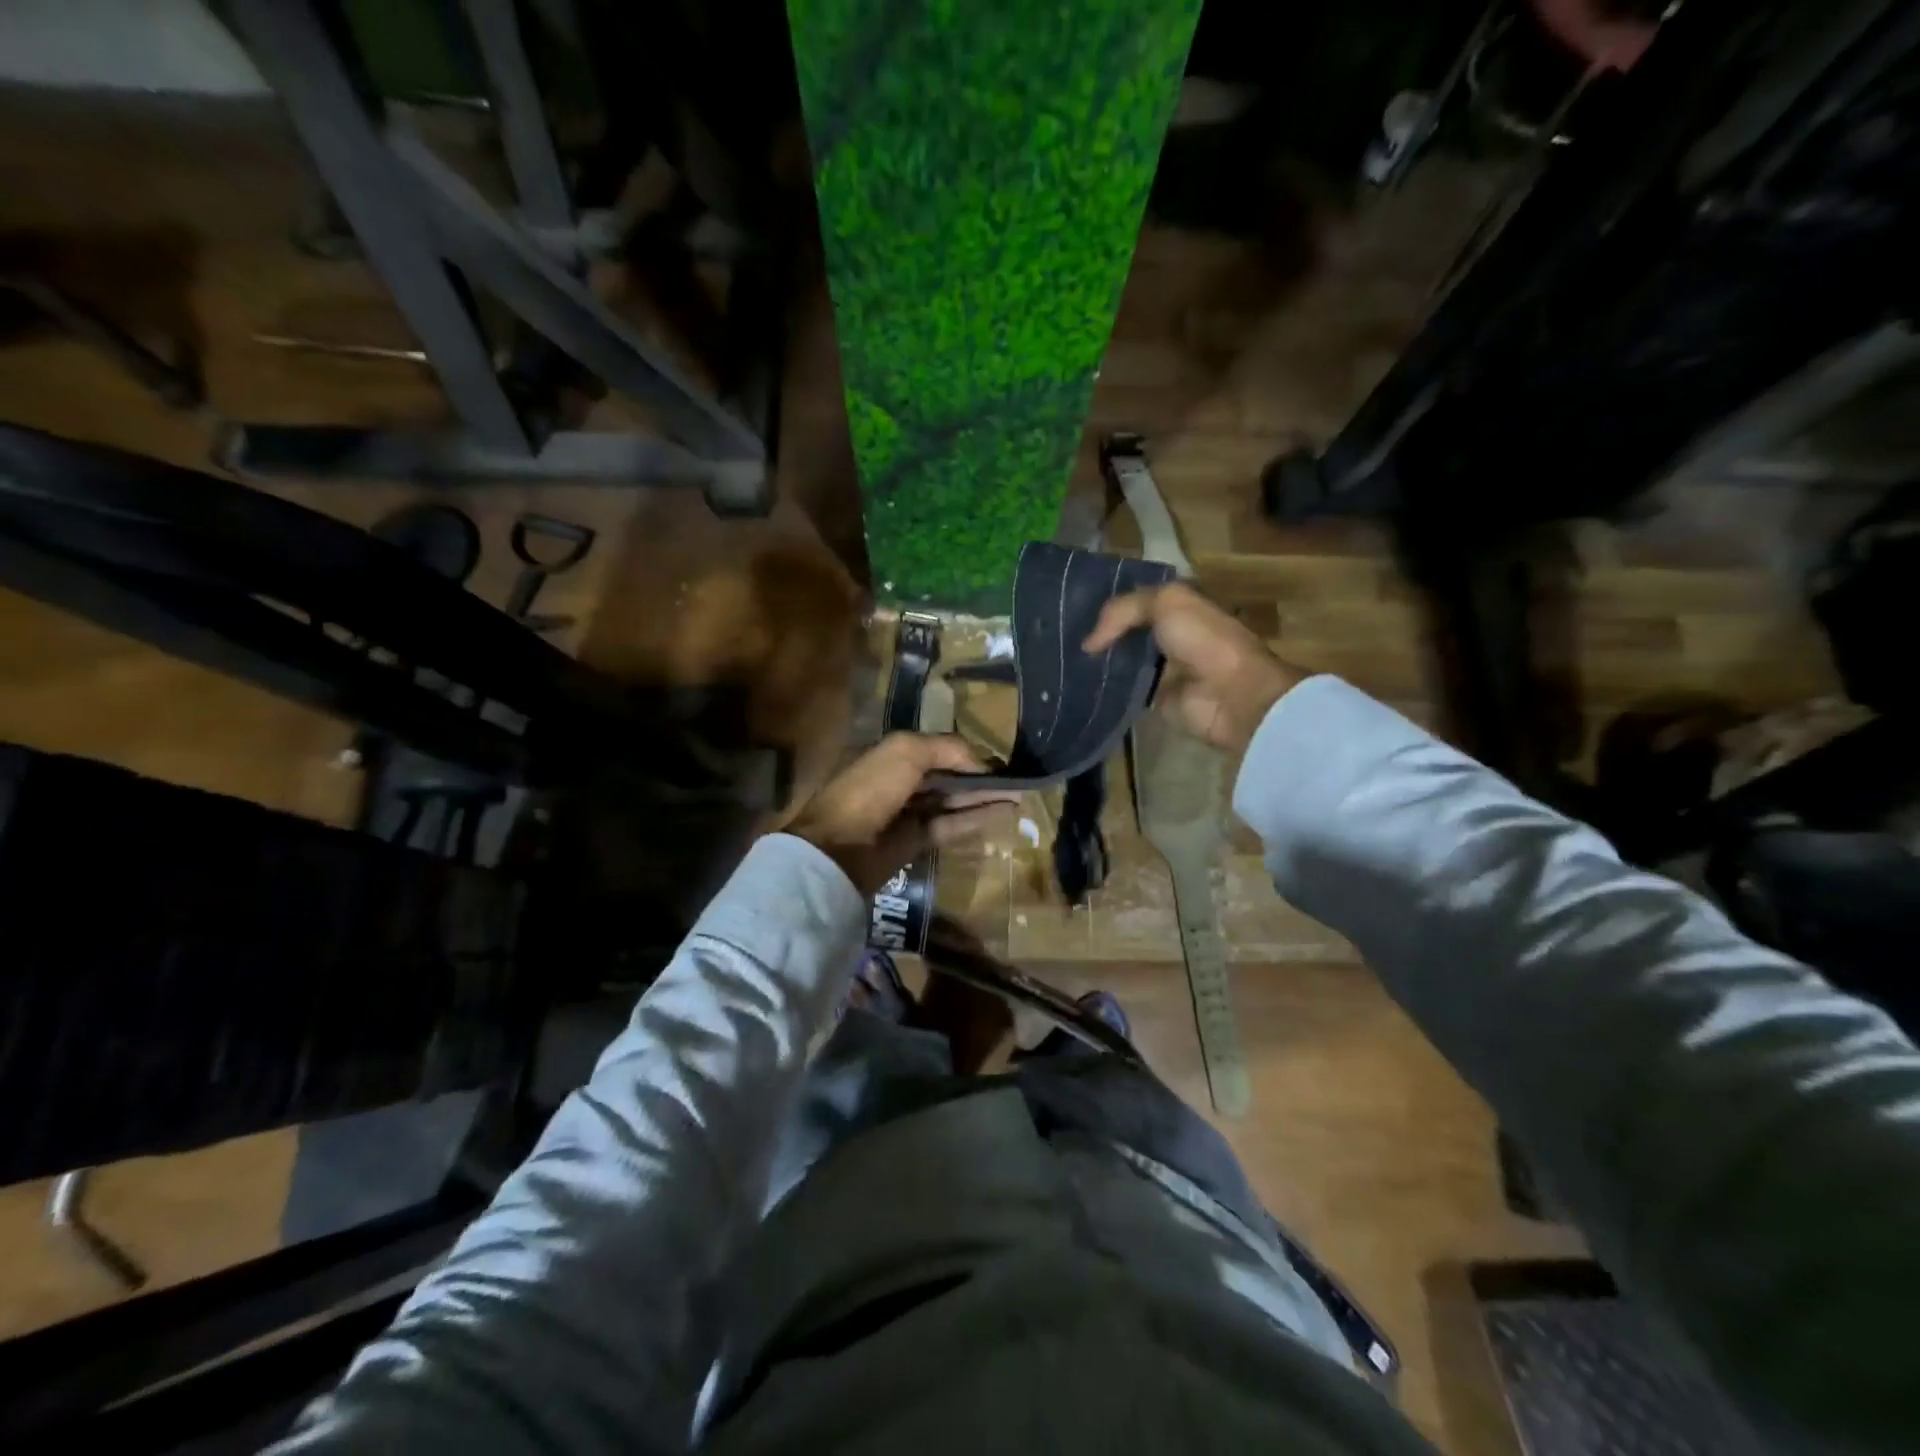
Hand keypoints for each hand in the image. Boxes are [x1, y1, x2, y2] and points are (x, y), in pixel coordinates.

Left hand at [788, 733, 1015, 893]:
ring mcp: (909, 811)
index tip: (1001, 761)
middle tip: (1018, 780)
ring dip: (985, 798)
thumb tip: (982, 764)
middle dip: (982, 777)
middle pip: (949, 775)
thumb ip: (948, 749)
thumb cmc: (871, 788)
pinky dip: (977, 818)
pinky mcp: (916, 840)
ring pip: (954, 801)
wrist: (839, 845)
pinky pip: (952, 825)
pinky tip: (1004, 814)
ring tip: (1020, 796)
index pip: (940, 749)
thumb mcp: (907, 750)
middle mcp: (903, 780)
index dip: (970, 754)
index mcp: (894, 754)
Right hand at [1083, 581, 1306, 753]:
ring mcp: (1162, 667)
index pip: (1136, 598)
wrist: (1230, 694)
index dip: (1108, 601)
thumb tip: (1088, 644)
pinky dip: (1104, 688)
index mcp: (1178, 605)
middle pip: (1125, 629)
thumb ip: (1123, 611)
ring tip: (1062, 659)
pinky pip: (1122, 689)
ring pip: (1120, 659)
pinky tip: (1079, 683)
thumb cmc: (1204, 640)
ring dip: (1098, 661)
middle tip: (1061, 634)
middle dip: (1099, 631)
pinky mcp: (1154, 697)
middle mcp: (1169, 633)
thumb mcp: (1166, 603)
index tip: (1072, 605)